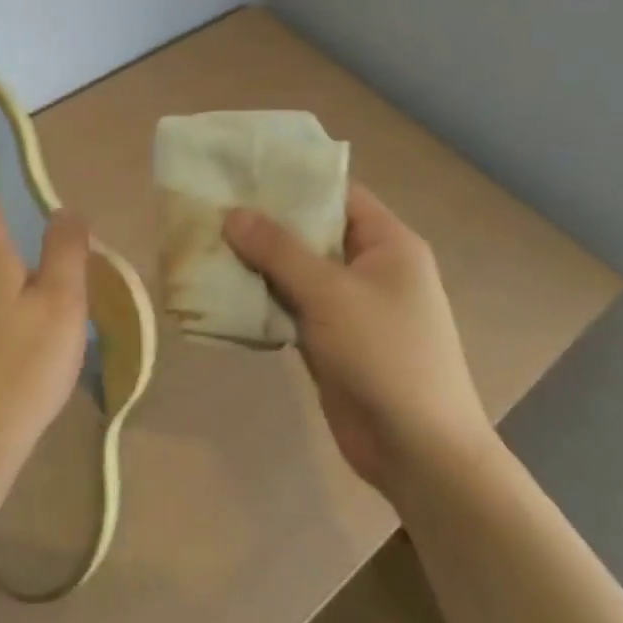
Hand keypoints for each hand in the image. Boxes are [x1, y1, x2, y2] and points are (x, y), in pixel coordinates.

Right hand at [223, 182, 492, 499]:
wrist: (419, 453)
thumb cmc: (386, 357)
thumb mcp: (330, 294)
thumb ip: (278, 250)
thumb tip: (232, 213)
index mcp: (387, 244)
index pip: (335, 193)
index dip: (291, 178)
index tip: (241, 169)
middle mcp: (368, 266)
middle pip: (309, 229)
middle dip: (262, 220)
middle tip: (210, 204)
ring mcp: (348, 304)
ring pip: (294, 268)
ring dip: (255, 260)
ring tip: (204, 239)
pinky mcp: (329, 336)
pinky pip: (288, 302)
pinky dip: (259, 295)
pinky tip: (219, 285)